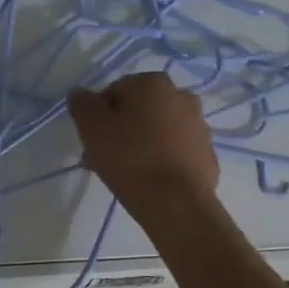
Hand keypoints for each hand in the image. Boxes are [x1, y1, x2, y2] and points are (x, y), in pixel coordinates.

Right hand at [67, 72, 219, 220]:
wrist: (176, 203)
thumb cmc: (129, 158)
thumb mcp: (92, 128)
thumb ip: (82, 104)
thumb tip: (80, 94)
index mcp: (153, 83)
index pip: (115, 91)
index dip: (99, 115)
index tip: (92, 140)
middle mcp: (181, 96)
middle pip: (140, 110)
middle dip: (121, 129)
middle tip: (105, 157)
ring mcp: (199, 126)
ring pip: (160, 130)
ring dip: (142, 143)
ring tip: (126, 173)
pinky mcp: (208, 154)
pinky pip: (177, 151)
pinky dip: (163, 160)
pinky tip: (150, 180)